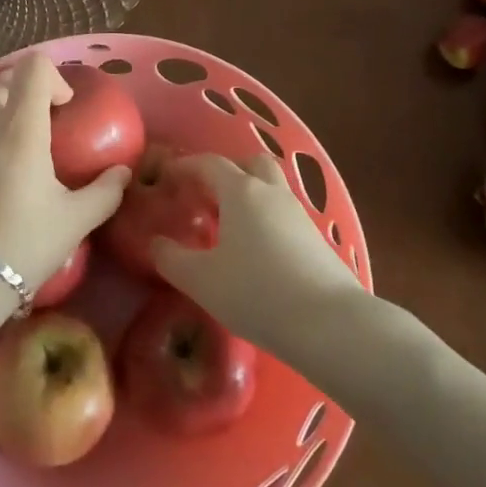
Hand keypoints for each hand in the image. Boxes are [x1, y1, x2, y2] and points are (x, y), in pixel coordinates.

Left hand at [0, 53, 129, 294]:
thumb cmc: (22, 244)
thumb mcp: (74, 221)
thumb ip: (105, 191)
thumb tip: (123, 172)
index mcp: (20, 128)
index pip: (33, 68)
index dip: (55, 77)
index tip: (66, 108)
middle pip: (5, 78)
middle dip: (29, 89)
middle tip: (48, 121)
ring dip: (4, 107)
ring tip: (22, 141)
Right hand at [150, 154, 364, 352]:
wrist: (329, 323)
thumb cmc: (256, 293)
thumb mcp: (202, 281)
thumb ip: (172, 259)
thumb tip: (156, 244)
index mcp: (242, 192)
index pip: (210, 163)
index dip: (186, 165)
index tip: (168, 176)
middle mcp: (272, 193)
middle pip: (251, 163)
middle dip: (228, 171)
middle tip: (207, 195)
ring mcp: (299, 214)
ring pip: (272, 188)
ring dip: (250, 196)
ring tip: (229, 226)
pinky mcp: (317, 239)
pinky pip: (285, 215)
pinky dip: (267, 220)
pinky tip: (257, 251)